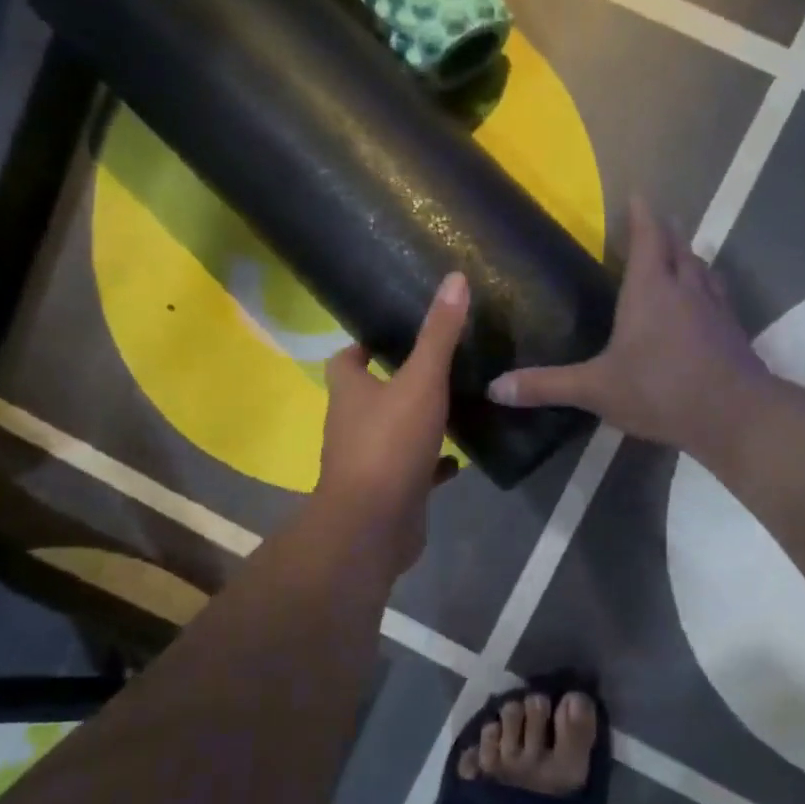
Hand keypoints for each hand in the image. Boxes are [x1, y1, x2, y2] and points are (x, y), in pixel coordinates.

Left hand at [311, 272, 468, 575]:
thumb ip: (438, 334)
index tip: (392, 334)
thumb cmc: (390, 444)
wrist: (374, 525)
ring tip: (455, 404)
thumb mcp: (421, 381)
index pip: (345, 360)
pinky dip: (432, 462)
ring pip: (393, 432)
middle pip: (371, 395)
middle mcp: (352, 424)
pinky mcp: (390, 490)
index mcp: (350, 392)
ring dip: (417, 421)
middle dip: (399, 381)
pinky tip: (459, 458)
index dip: (363, 346)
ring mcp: (369, 460)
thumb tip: (454, 279)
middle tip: (438, 365)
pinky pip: (413, 469)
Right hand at [487, 198, 766, 459]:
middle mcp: (685, 287)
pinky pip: (718, 295)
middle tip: (655, 222)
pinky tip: (704, 303)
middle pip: (678, 246)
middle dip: (666, 230)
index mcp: (650, 289)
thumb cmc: (660, 390)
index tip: (638, 195)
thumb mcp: (596, 389)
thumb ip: (547, 386)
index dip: (641, 214)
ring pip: (702, 268)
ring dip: (689, 256)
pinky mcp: (733, 331)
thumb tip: (495, 388)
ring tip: (679, 256)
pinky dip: (707, 288)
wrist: (734, 414)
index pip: (647, 236)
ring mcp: (715, 307)